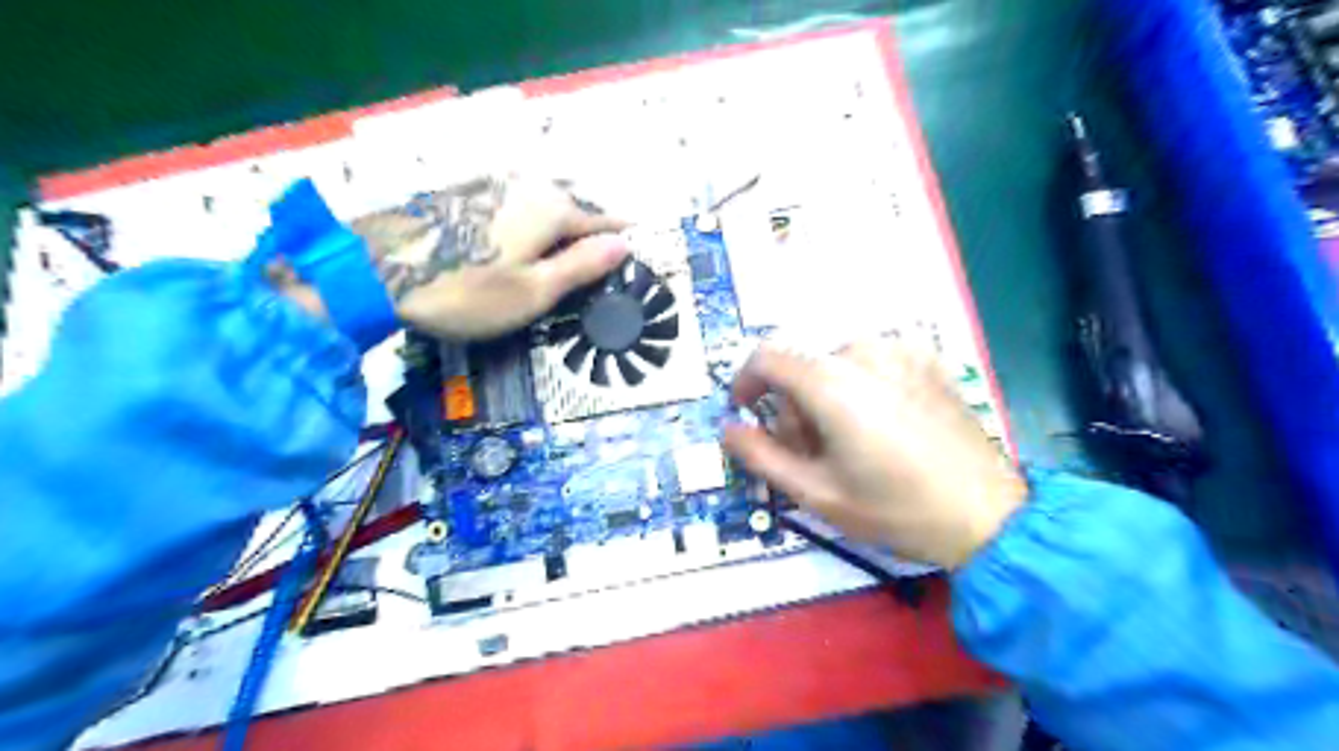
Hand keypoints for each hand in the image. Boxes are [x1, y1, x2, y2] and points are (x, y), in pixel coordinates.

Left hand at [354, 172, 631, 337]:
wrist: (374, 273)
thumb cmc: (465, 291)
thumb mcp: (533, 291)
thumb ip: (581, 265)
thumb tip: (623, 244)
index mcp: (550, 209)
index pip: (600, 221)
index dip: (620, 235)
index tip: (638, 243)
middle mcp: (525, 186)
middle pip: (570, 208)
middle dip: (587, 231)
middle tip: (600, 258)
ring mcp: (490, 185)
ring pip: (539, 205)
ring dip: (556, 228)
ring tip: (562, 255)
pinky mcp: (462, 193)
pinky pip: (512, 206)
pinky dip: (525, 224)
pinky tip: (517, 244)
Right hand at [723, 342, 1026, 567]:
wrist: (988, 515)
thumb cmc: (894, 508)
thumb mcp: (816, 493)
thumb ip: (761, 456)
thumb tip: (729, 429)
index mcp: (831, 381)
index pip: (766, 358)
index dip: (745, 383)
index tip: (746, 412)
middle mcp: (864, 352)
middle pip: (803, 367)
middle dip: (794, 407)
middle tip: (810, 455)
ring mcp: (902, 351)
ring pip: (837, 365)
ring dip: (827, 398)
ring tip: (848, 445)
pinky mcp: (929, 361)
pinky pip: (873, 364)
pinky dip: (861, 388)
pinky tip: (883, 427)